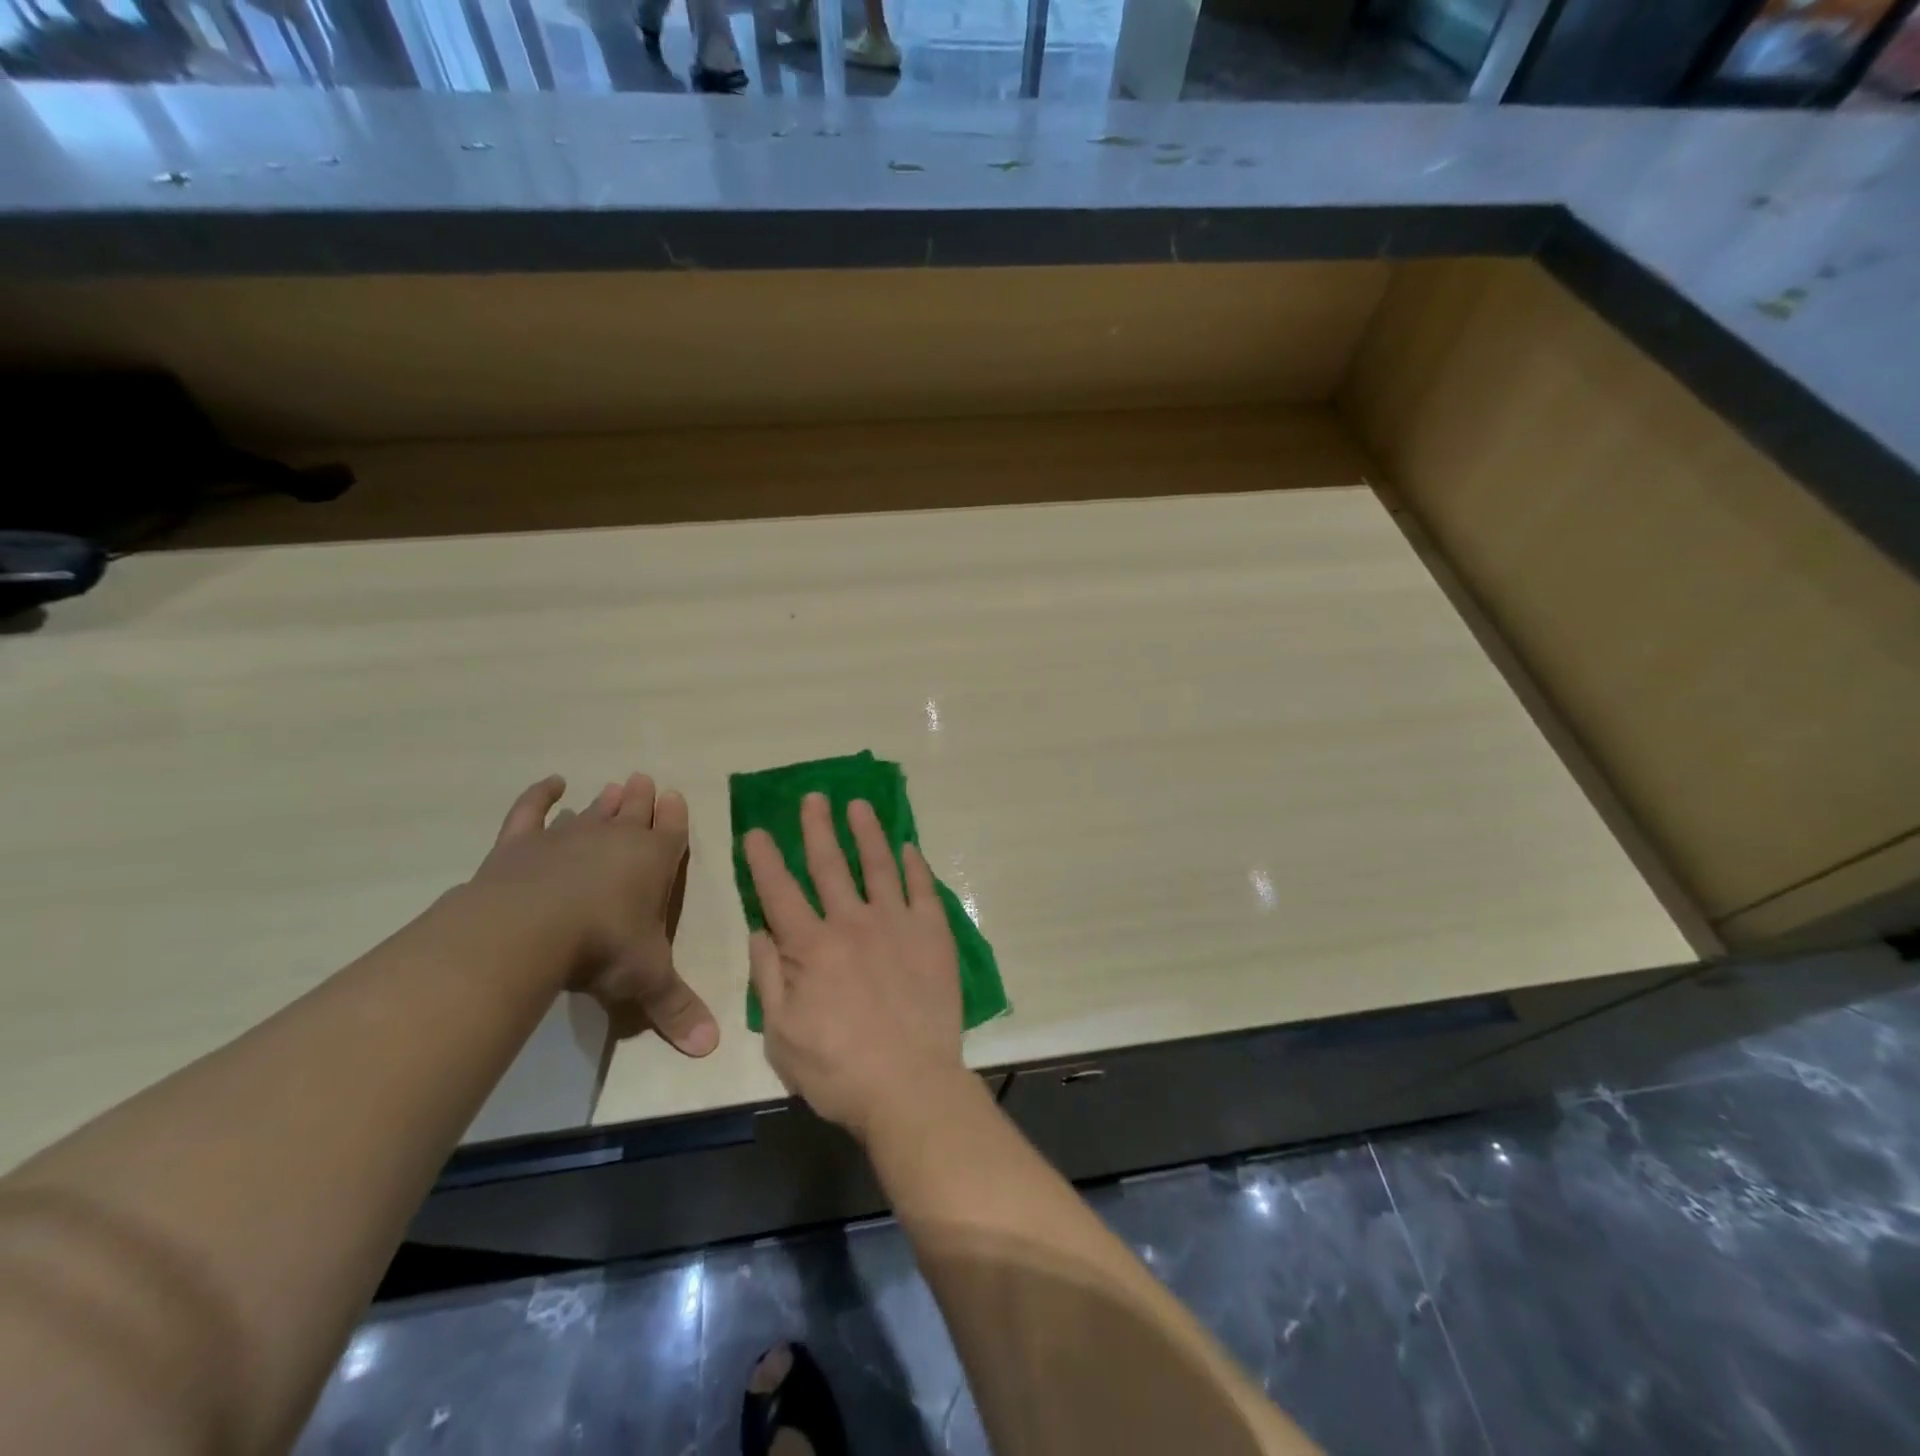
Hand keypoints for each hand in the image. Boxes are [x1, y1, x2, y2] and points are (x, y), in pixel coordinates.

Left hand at [470, 773, 718, 1056]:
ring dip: (604, 801)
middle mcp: (616, 840)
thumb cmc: (603, 947)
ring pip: (592, 811)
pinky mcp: (522, 843)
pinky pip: (532, 811)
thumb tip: (711, 1049)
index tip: (675, 795)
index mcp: (654, 862)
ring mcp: (567, 836)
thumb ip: (677, 1009)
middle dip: (642, 798)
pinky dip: (540, 795)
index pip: (672, 831)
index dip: (675, 815)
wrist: (529, 931)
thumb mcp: (648, 981)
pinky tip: (550, 783)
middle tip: (643, 780)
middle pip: (633, 812)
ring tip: (612, 787)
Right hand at [744, 792, 964, 1139]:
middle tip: (813, 797)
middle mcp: (851, 923)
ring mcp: (896, 924)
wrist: (910, 1086)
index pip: (779, 892)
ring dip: (866, 832)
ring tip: (858, 805)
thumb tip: (760, 931)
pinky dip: (914, 865)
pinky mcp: (932, 934)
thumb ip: (769, 978)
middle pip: (829, 865)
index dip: (765, 859)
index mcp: (810, 947)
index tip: (756, 830)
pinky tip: (909, 847)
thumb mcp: (781, 1034)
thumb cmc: (837, 1070)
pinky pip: (922, 889)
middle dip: (817, 828)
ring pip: (878, 865)